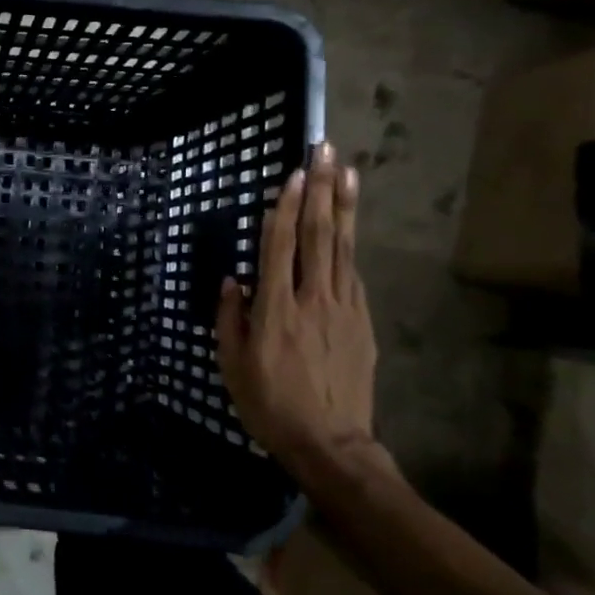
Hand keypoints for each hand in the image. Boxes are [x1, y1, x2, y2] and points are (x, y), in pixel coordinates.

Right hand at [216, 140, 377, 476]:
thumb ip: (231, 317)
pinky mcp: (363, 322)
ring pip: (343, 248)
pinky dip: (348, 245)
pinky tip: (347, 227)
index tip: (295, 173)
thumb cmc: (270, 404)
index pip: (281, 245)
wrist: (331, 444)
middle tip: (327, 151)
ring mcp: (345, 308)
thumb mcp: (232, 364)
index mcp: (276, 309)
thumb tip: (232, 280)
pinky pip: (353, 274)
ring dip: (344, 207)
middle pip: (318, 234)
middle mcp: (314, 299)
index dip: (287, 206)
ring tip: (348, 172)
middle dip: (322, 190)